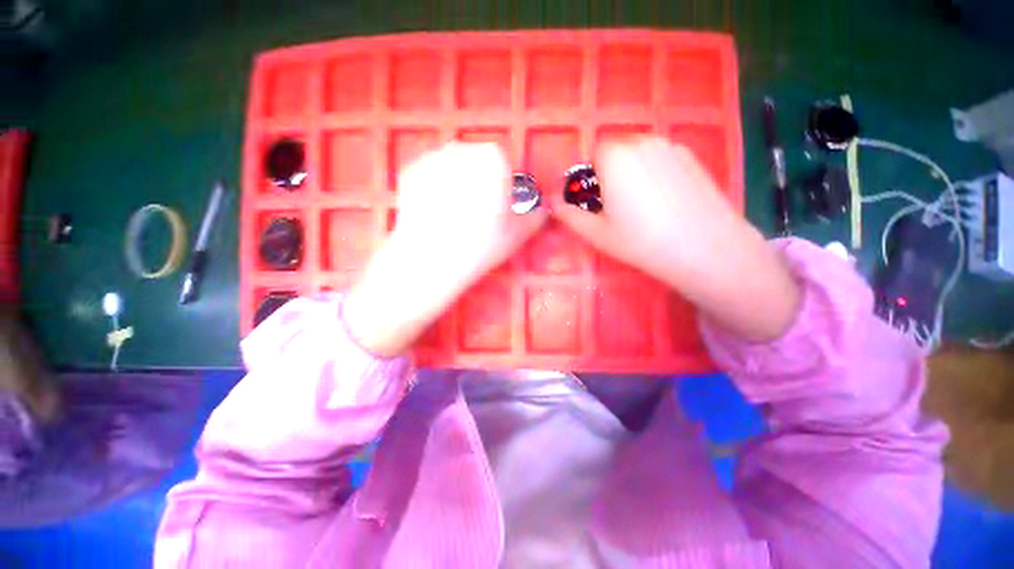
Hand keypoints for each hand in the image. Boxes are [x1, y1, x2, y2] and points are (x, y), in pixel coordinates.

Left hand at [345, 142, 546, 355]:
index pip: (504, 164)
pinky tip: (436, 210)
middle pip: (477, 162)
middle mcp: (461, 149)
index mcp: (493, 159)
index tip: (497, 207)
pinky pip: (431, 174)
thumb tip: (542, 211)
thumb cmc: (481, 245)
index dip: (503, 186)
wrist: (430, 260)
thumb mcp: (518, 234)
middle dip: (479, 181)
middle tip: (476, 212)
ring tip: (454, 213)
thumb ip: (536, 217)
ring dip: (457, 182)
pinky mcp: (409, 171)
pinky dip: (435, 186)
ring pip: (453, 166)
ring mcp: (432, 158)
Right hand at [553, 136, 799, 340]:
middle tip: (618, 204)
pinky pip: (662, 158)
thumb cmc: (640, 240)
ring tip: (644, 204)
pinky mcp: (693, 156)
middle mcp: (643, 141)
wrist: (703, 247)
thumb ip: (568, 215)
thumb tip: (551, 202)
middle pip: (617, 149)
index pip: (594, 152)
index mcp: (615, 157)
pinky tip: (666, 200)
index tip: (597, 199)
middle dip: (610, 172)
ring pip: (640, 153)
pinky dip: (656, 171)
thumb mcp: (596, 233)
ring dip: (633, 170)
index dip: (591, 176)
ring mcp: (672, 146)